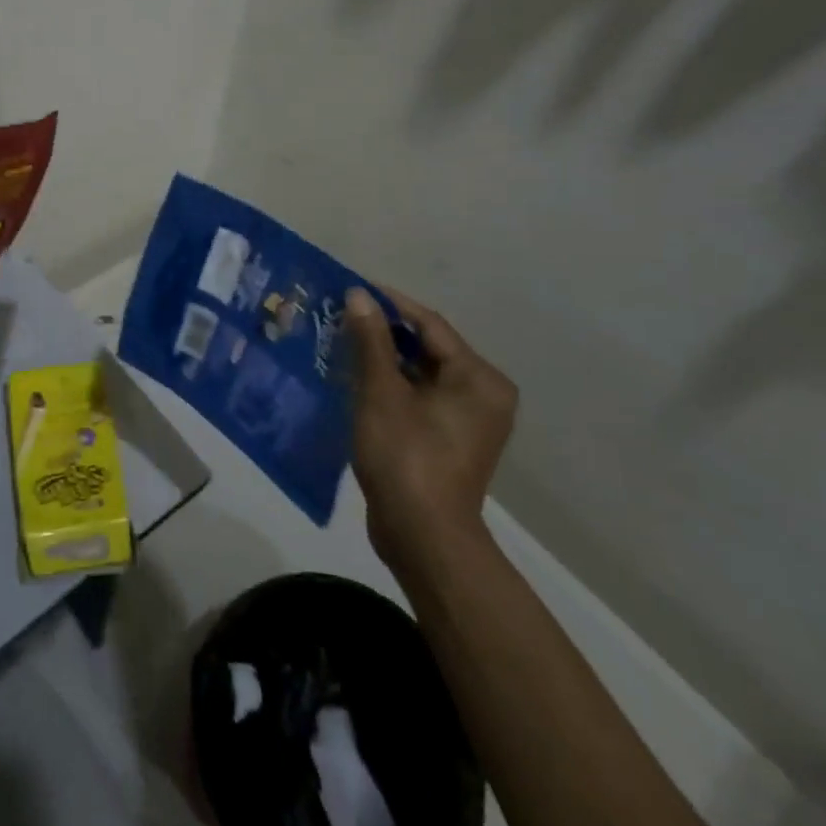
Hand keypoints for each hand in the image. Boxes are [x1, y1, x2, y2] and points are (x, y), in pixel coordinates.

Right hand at [343, 287, 517, 585]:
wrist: (422, 537)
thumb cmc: (406, 456)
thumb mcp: (382, 392)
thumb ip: (371, 340)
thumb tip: (359, 295)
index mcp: (479, 378)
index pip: (430, 325)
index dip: (390, 304)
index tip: (352, 289)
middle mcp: (483, 394)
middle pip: (428, 348)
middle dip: (384, 333)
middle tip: (342, 317)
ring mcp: (469, 420)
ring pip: (421, 373)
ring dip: (384, 359)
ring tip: (342, 343)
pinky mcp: (450, 440)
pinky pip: (420, 397)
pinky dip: (392, 386)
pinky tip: (356, 380)